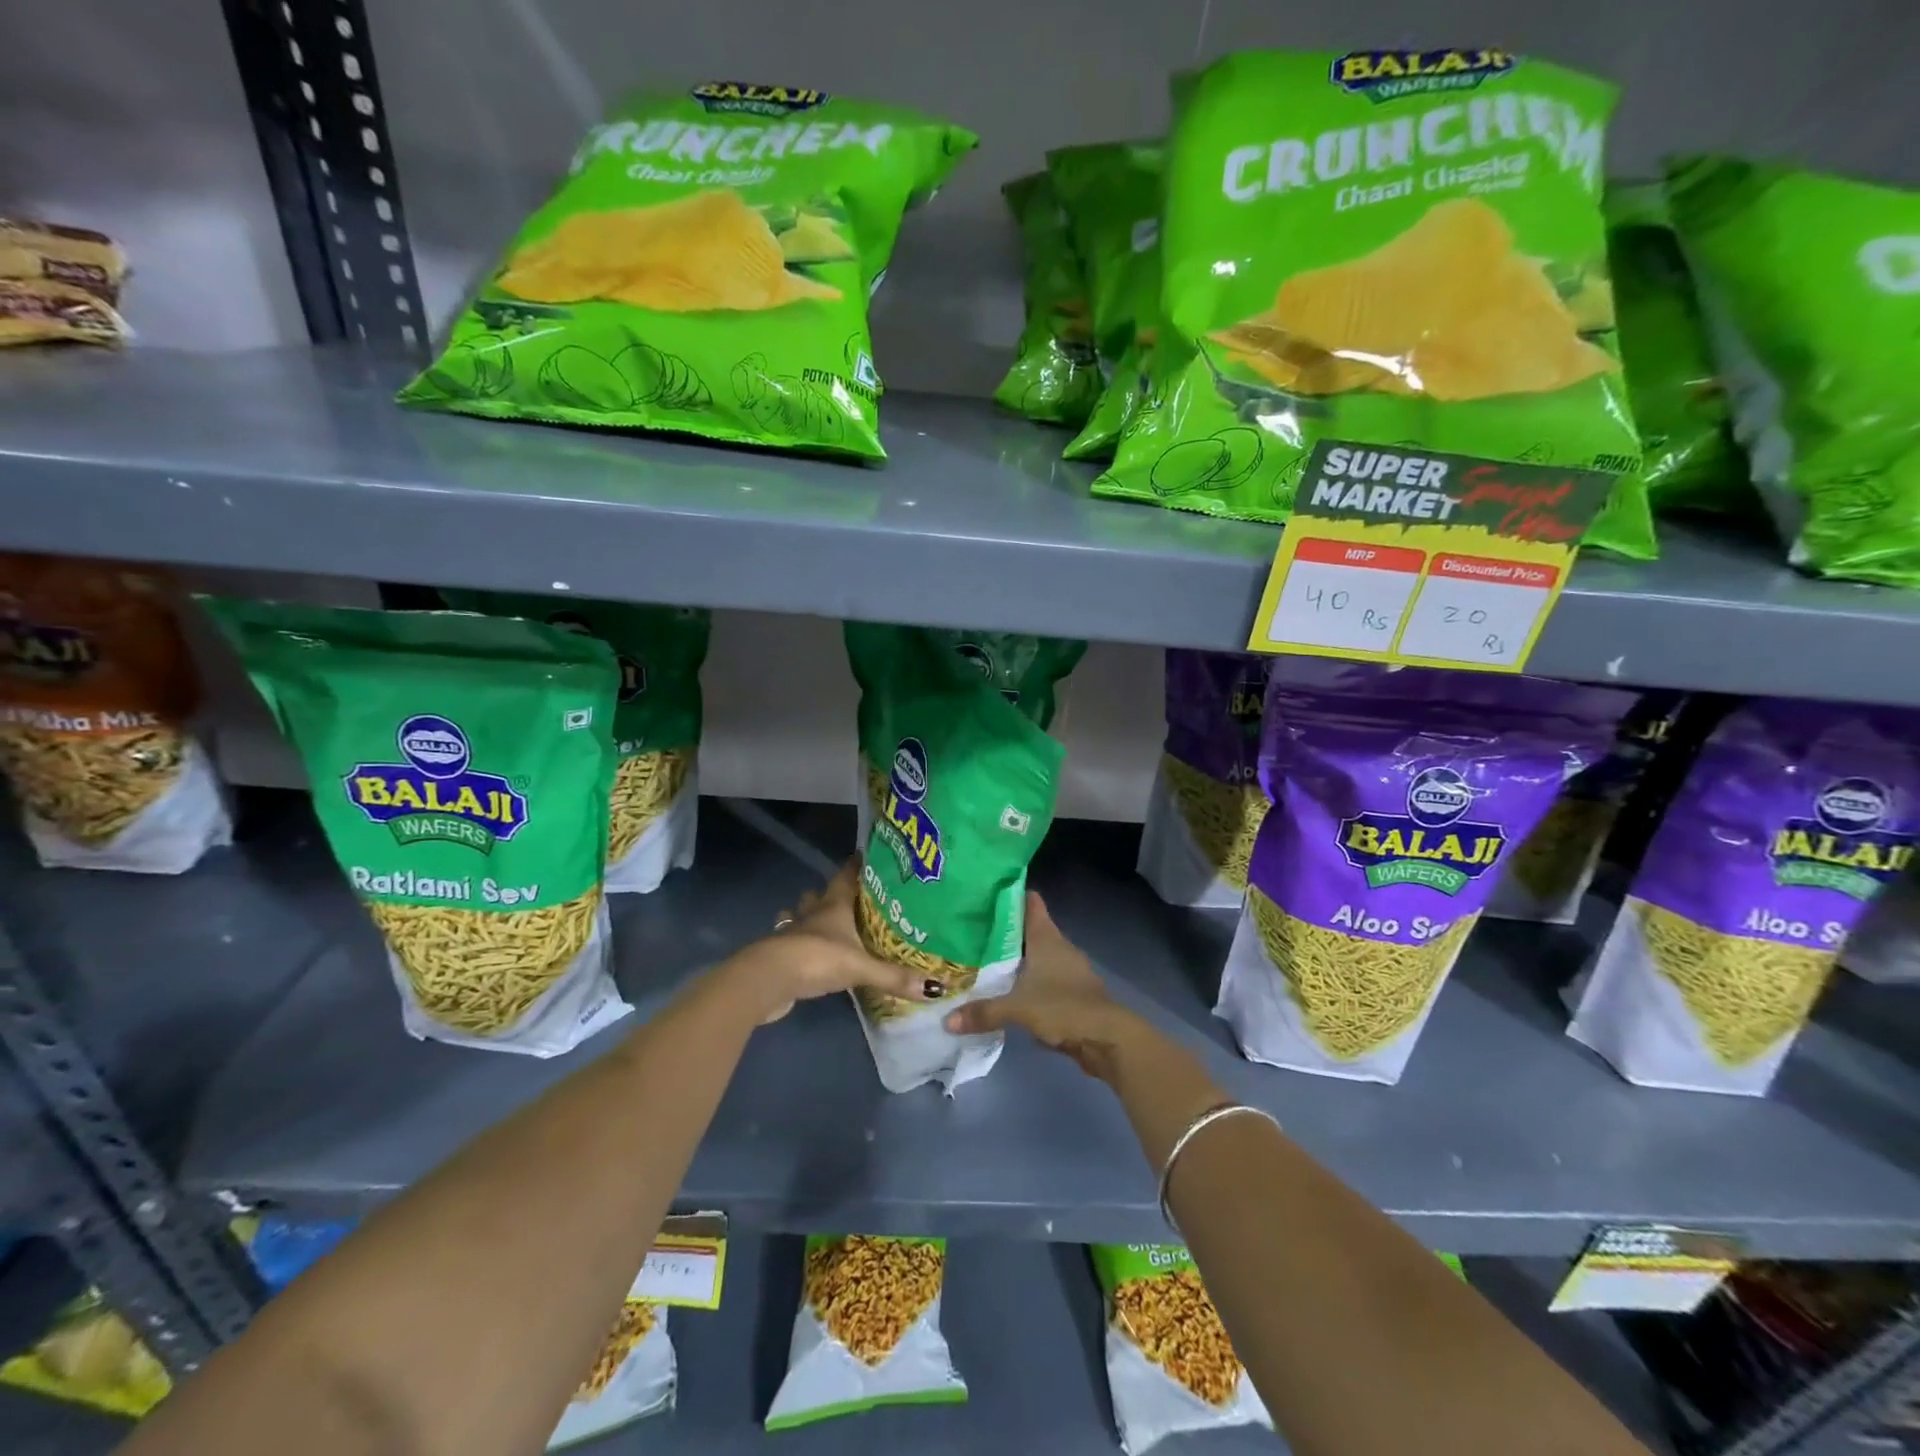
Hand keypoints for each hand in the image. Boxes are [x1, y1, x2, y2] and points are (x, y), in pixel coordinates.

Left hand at [733, 861, 926, 1023]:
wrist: (769, 978)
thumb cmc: (817, 958)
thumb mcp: (861, 967)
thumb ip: (895, 977)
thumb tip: (936, 987)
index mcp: (834, 905)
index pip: (846, 875)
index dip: (856, 865)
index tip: (867, 856)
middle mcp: (813, 913)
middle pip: (820, 894)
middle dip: (832, 893)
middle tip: (851, 897)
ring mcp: (793, 932)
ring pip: (800, 915)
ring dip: (809, 915)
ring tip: (825, 922)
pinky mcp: (782, 954)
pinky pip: (793, 941)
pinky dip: (801, 943)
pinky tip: (810, 953)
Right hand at [942, 892, 1139, 1079]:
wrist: (1107, 1038)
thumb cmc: (1063, 1008)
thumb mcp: (1017, 1009)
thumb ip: (983, 1012)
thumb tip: (947, 1020)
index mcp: (1047, 938)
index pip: (1030, 904)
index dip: (1011, 895)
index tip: (986, 892)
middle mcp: (1059, 947)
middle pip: (1030, 930)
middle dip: (1006, 930)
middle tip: (974, 930)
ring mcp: (1069, 970)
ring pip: (1038, 956)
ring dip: (1018, 959)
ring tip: (985, 961)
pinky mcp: (1073, 993)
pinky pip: (1045, 979)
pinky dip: (1029, 982)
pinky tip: (1010, 991)